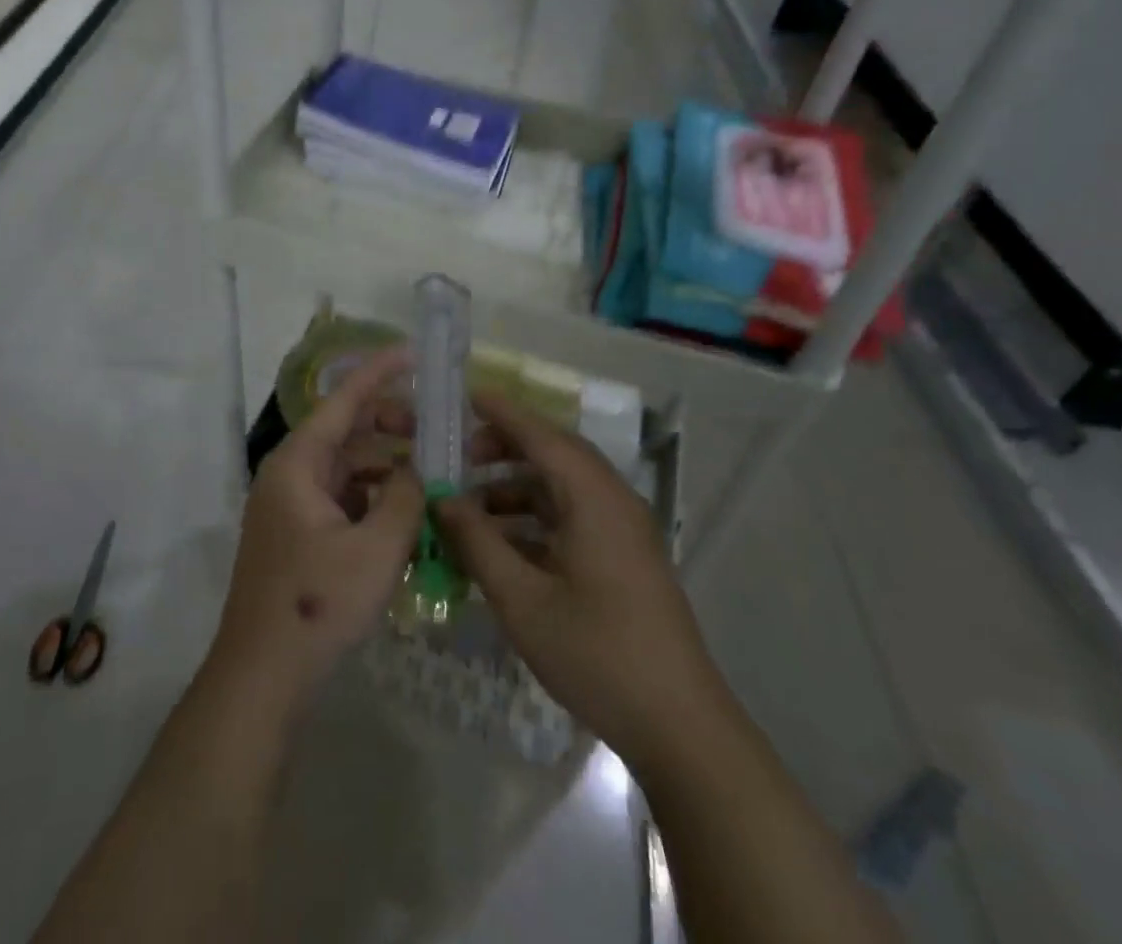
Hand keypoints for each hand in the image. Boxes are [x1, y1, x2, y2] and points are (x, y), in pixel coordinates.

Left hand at [210, 347, 424, 712]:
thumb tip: (422, 470)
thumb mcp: (377, 549)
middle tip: (437, 434)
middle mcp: (290, 475)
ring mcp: (292, 507)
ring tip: (433, 475)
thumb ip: (407, 498)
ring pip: (347, 468)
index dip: (379, 372)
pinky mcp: (300, 536)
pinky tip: (408, 514)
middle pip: (346, 432)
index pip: (343, 400)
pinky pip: (343, 499)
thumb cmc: (316, 605)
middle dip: (391, 426)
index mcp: (298, 464)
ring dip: (387, 466)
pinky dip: (374, 497)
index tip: (414, 354)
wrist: (262, 677)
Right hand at [434, 392, 713, 771]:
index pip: (542, 435)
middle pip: (555, 454)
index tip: (465, 396)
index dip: (502, 412)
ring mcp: (622, 531)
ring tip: (470, 504)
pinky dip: (535, 518)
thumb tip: (442, 499)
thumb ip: (478, 542)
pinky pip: (573, 518)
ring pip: (563, 488)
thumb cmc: (596, 653)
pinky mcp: (624, 558)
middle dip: (506, 447)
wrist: (679, 726)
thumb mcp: (522, 600)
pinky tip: (501, 543)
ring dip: (517, 487)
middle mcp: (612, 501)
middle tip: (460, 456)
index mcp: (593, 498)